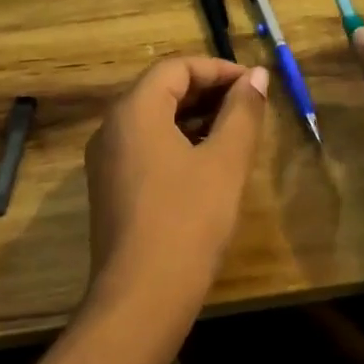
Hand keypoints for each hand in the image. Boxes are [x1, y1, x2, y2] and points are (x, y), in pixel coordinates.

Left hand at [83, 57, 270, 323]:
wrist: (143, 295)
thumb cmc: (189, 220)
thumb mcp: (225, 162)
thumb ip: (243, 113)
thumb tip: (257, 76)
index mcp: (134, 111)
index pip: (176, 68)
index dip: (218, 69)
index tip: (255, 85)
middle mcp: (112, 128)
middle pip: (162, 90)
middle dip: (208, 92)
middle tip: (250, 106)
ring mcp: (106, 161)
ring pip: (154, 120)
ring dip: (195, 118)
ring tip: (236, 132)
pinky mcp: (111, 188)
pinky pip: (146, 147)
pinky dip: (178, 142)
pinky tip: (208, 162)